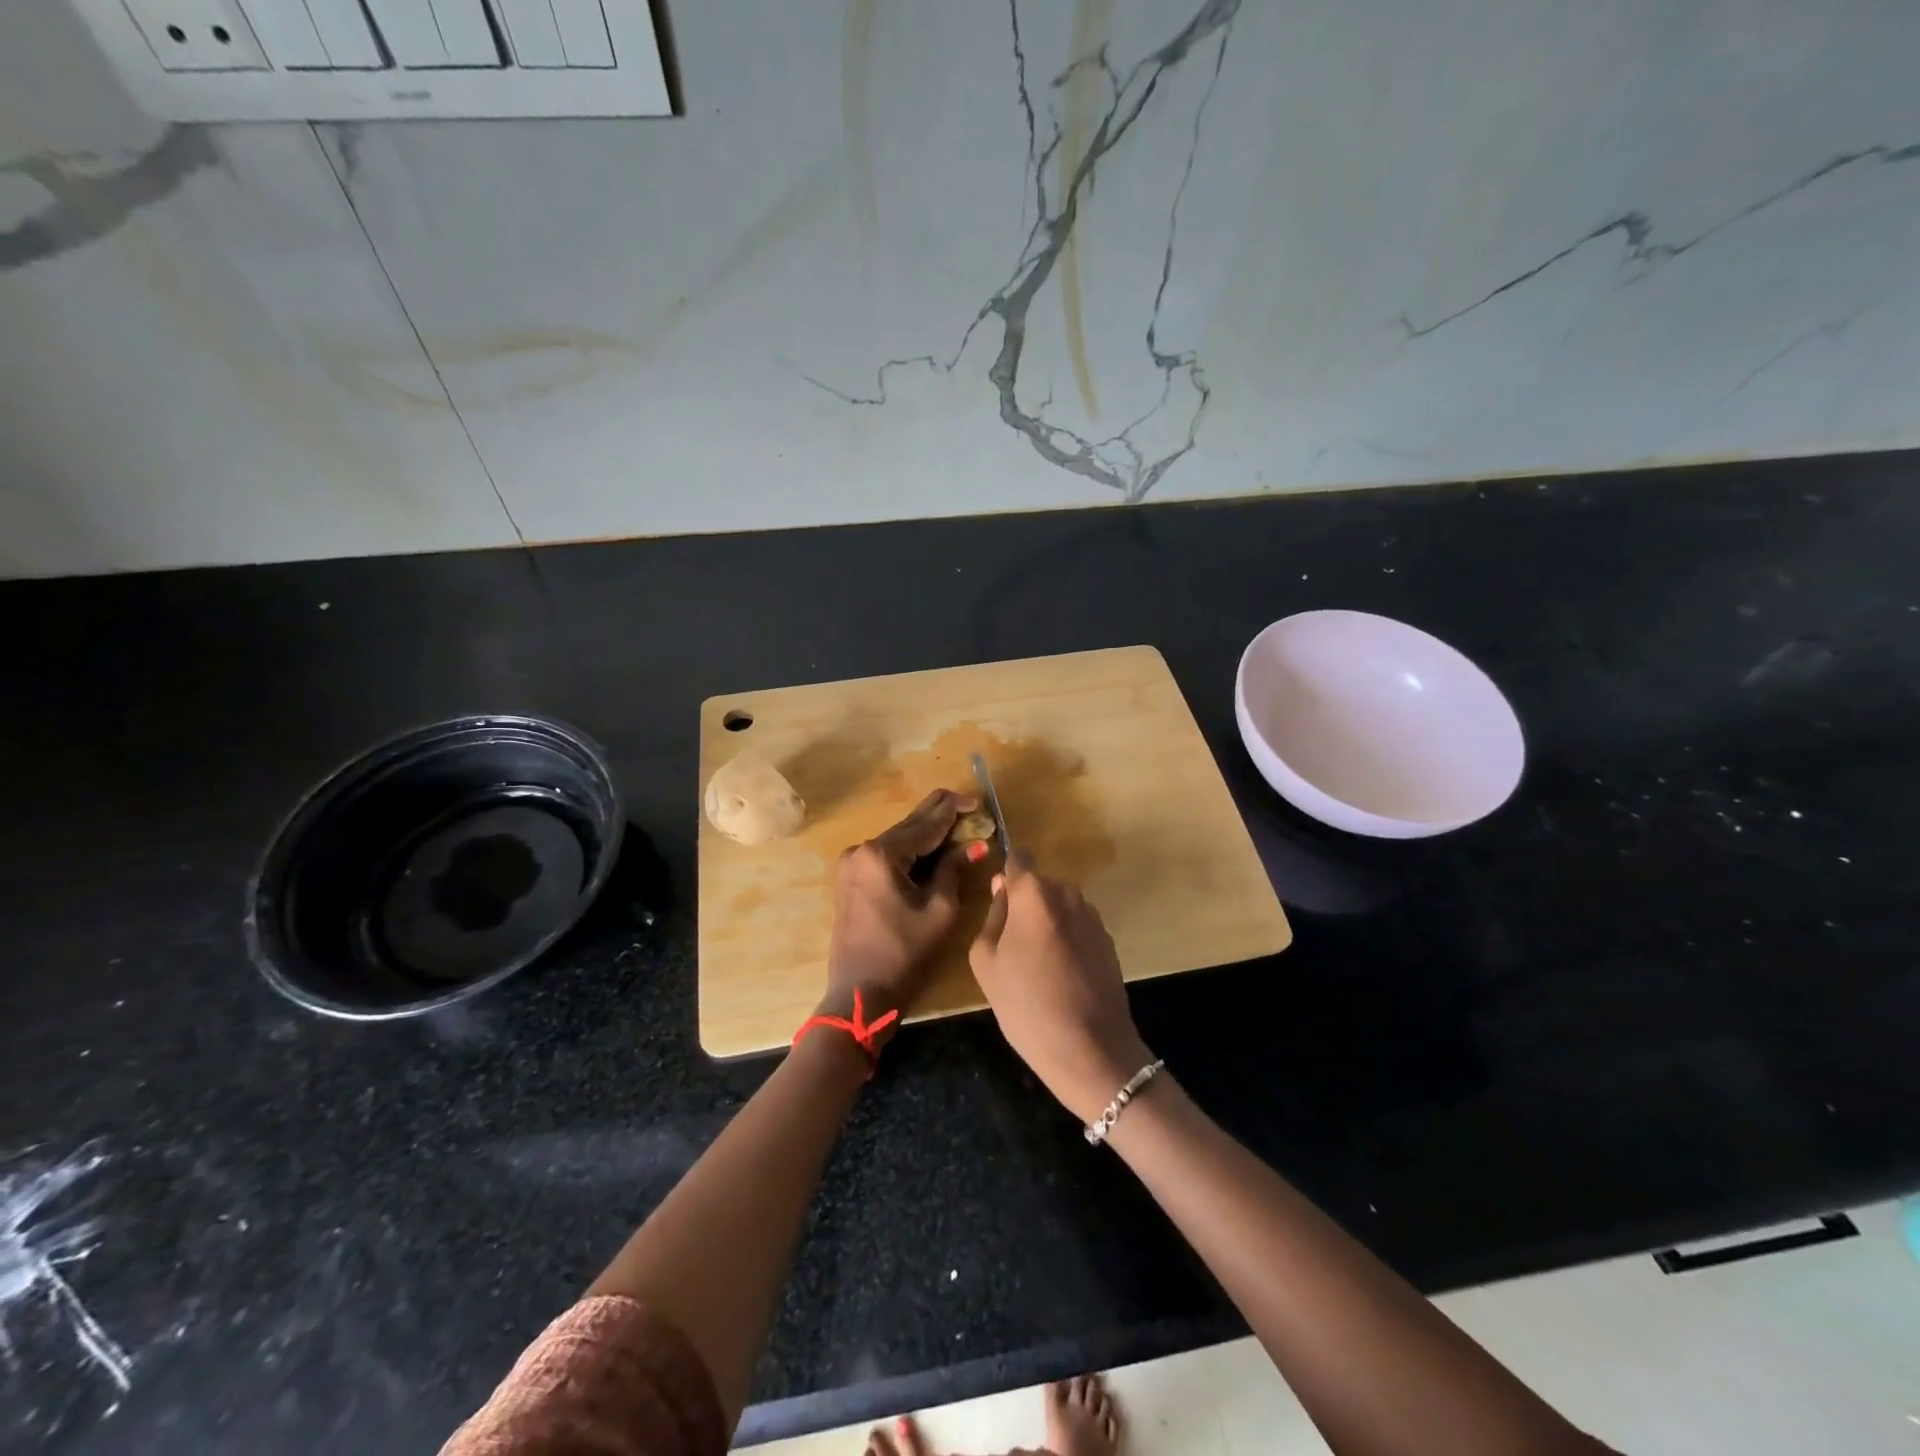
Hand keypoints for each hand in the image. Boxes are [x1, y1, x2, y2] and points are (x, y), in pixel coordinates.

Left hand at [822, 788, 977, 1035]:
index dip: (953, 811)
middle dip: (939, 816)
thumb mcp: (940, 909)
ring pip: (898, 840)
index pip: (925, 824)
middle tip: (968, 805)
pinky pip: (886, 856)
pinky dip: (911, 851)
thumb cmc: (905, 953)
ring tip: (957, 824)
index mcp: (881, 854)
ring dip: (926, 834)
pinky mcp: (851, 880)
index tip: (976, 802)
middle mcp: (861, 850)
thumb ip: (954, 869)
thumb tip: (974, 844)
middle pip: (908, 826)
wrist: (860, 994)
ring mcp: (852, 865)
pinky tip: (932, 847)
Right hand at [969, 857, 1153, 1124]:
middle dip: (1025, 905)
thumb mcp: (987, 962)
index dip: (1007, 873)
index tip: (998, 898)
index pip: (1018, 858)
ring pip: (1059, 907)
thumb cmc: (1026, 1004)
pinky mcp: (1108, 940)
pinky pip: (1077, 928)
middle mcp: (1067, 893)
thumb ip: (992, 916)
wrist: (1090, 1049)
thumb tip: (1002, 889)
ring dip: (1047, 924)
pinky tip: (1061, 977)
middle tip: (1011, 946)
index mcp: (1033, 892)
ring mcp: (1092, 916)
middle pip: (1038, 886)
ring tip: (1037, 967)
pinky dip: (1067, 942)